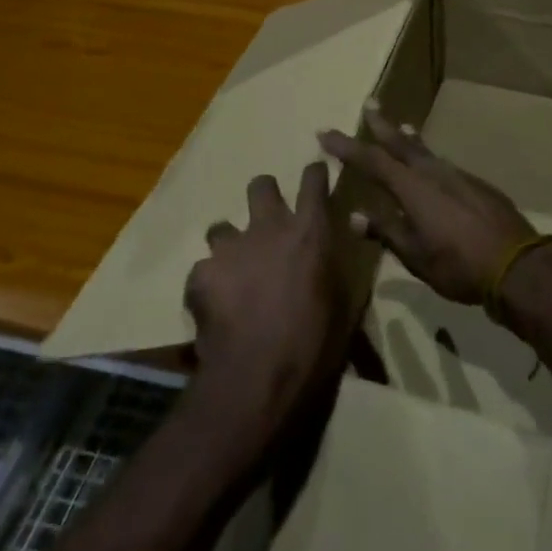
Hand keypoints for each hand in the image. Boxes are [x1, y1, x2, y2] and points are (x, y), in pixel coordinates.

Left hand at [185, 163, 351, 442]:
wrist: (257, 376)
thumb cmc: (313, 342)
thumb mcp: (344, 303)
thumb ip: (342, 264)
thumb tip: (350, 234)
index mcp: (310, 231)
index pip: (314, 180)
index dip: (314, 174)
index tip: (315, 174)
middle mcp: (270, 227)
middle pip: (261, 186)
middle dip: (264, 195)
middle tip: (267, 222)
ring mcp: (232, 247)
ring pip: (222, 226)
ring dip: (229, 244)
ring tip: (233, 271)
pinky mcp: (201, 274)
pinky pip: (202, 270)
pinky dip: (208, 283)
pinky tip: (214, 306)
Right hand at [319, 104, 535, 306]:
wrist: (516, 263)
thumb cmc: (458, 264)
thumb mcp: (415, 255)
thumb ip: (386, 231)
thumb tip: (354, 216)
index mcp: (413, 188)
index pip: (372, 161)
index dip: (347, 147)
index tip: (325, 133)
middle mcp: (433, 172)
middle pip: (401, 143)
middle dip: (382, 125)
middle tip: (370, 104)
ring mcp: (457, 175)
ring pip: (425, 151)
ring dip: (408, 139)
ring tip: (401, 128)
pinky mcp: (475, 184)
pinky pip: (443, 163)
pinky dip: (429, 157)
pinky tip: (431, 165)